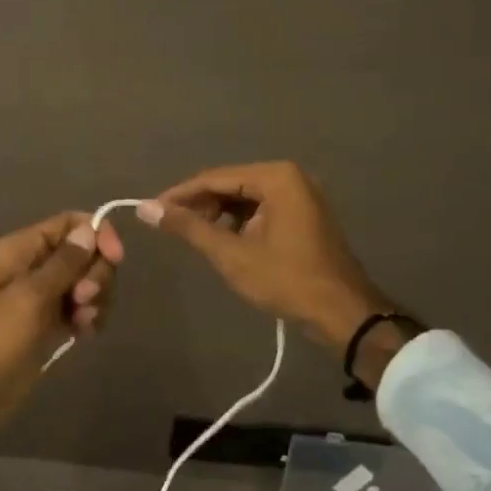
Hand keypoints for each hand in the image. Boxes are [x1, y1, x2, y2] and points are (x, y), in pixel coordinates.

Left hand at [0, 212, 124, 473]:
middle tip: (84, 300)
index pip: (70, 224)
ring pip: (84, 284)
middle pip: (83, 253)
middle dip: (96, 273)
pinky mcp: (44, 330)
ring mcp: (39, 301)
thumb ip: (63, 264)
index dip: (97, 234)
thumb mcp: (27, 299)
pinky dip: (88, 319)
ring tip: (83, 323)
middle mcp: (31, 269)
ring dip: (95, 299)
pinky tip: (84, 335)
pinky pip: (77, 312)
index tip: (115, 259)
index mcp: (19, 250)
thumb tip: (91, 228)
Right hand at [141, 161, 390, 348]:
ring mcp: (301, 194)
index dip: (180, 194)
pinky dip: (239, 221)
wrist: (344, 314)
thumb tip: (146, 209)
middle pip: (230, 183)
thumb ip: (189, 227)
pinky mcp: (304, 213)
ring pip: (245, 197)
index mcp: (276, 177)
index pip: (215, 178)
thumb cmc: (287, 280)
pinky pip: (261, 208)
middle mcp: (290, 176)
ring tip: (193, 235)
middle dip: (200, 204)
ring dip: (218, 213)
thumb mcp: (232, 254)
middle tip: (170, 226)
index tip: (151, 209)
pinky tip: (222, 239)